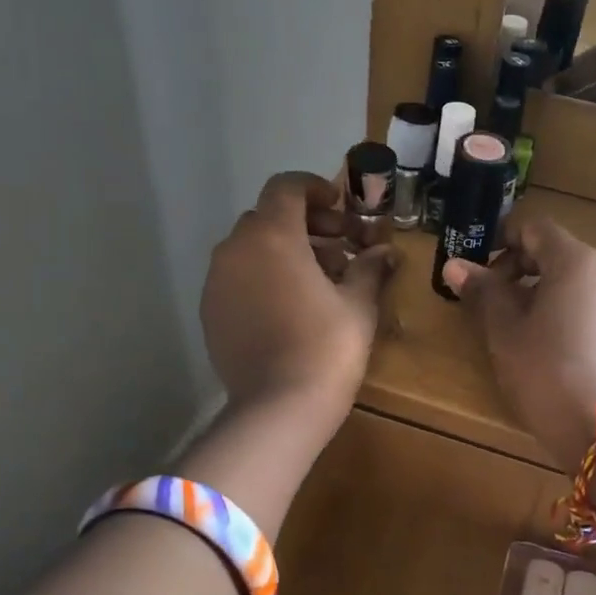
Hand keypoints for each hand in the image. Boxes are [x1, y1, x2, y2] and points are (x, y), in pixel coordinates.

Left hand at [201, 172, 396, 421]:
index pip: (286, 187)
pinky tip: (290, 306)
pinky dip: (263, 277)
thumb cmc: (327, 345)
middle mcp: (235, 249)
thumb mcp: (358, 303)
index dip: (315, 188)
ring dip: (284, 251)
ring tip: (320, 280)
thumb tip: (385, 252)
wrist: (278, 407)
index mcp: (272, 235)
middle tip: (340, 247)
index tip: (341, 208)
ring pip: (251, 248)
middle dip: (306, 225)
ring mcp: (216, 281)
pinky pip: (238, 278)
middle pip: (268, 217)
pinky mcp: (210, 311)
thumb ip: (369, 267)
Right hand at [439, 217, 595, 472]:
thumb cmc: (544, 371)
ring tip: (529, 337)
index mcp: (575, 262)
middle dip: (525, 274)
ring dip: (554, 301)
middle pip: (562, 258)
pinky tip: (566, 364)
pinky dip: (581, 329)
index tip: (482, 270)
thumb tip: (455, 264)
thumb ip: (483, 291)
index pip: (536, 229)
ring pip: (585, 292)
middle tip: (497, 306)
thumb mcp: (503, 331)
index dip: (504, 242)